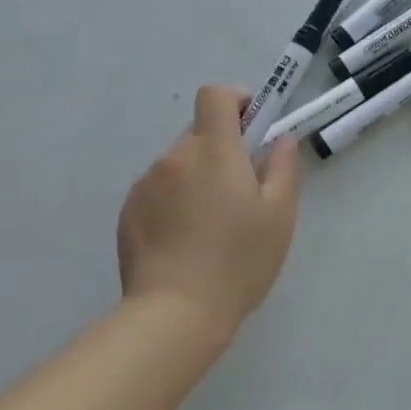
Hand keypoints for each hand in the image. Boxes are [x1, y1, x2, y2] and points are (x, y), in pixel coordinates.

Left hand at [116, 85, 299, 335]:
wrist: (175, 314)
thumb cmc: (238, 261)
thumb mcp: (279, 215)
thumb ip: (283, 167)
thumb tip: (280, 139)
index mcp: (214, 151)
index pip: (215, 96)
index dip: (237, 101)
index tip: (254, 128)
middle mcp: (174, 158)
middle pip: (200, 132)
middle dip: (223, 149)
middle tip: (243, 191)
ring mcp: (145, 185)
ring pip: (179, 164)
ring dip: (198, 177)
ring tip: (213, 224)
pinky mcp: (127, 212)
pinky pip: (158, 190)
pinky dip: (175, 201)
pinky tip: (186, 241)